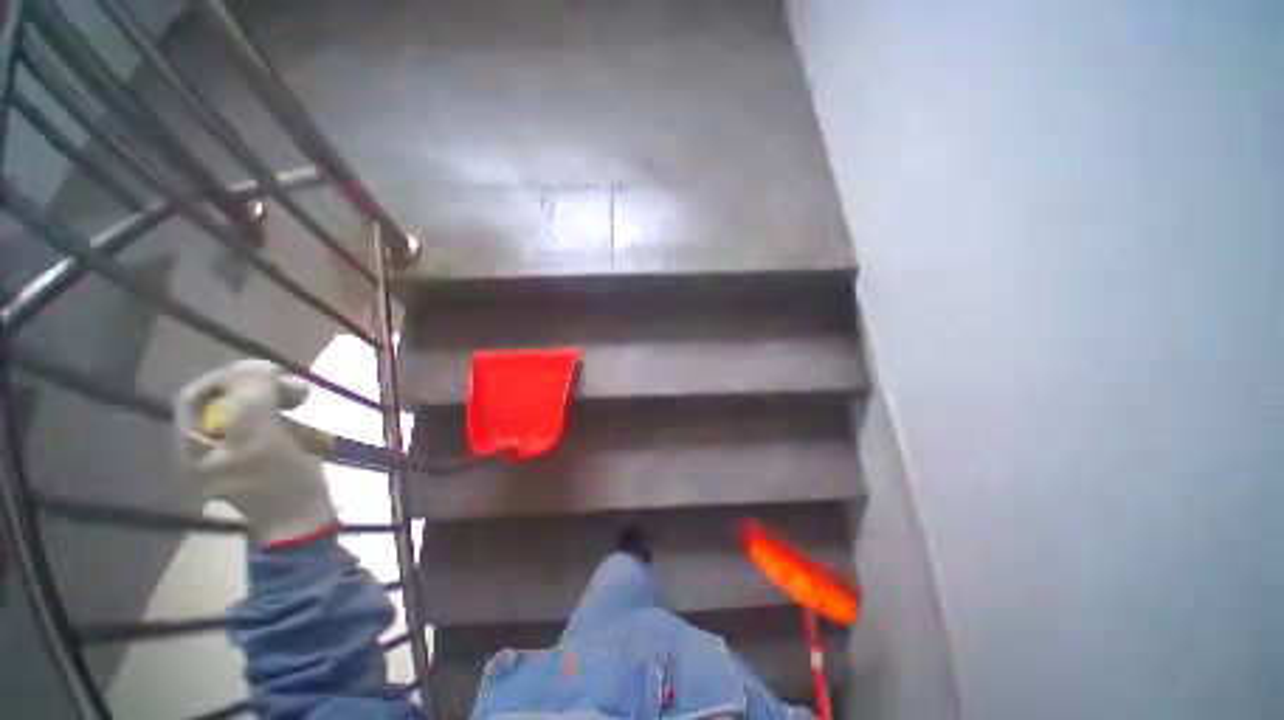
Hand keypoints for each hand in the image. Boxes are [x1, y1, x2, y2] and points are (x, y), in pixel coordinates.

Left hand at [174, 360, 336, 547]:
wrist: (303, 521)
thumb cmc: (277, 481)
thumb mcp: (261, 434)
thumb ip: (251, 395)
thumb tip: (255, 365)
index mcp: (194, 444)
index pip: (197, 395)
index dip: (230, 377)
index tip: (269, 373)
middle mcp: (207, 446)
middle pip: (226, 402)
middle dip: (262, 390)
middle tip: (298, 389)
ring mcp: (235, 453)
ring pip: (251, 413)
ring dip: (280, 403)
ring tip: (307, 402)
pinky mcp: (261, 458)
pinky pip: (269, 427)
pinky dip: (289, 421)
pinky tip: (308, 428)